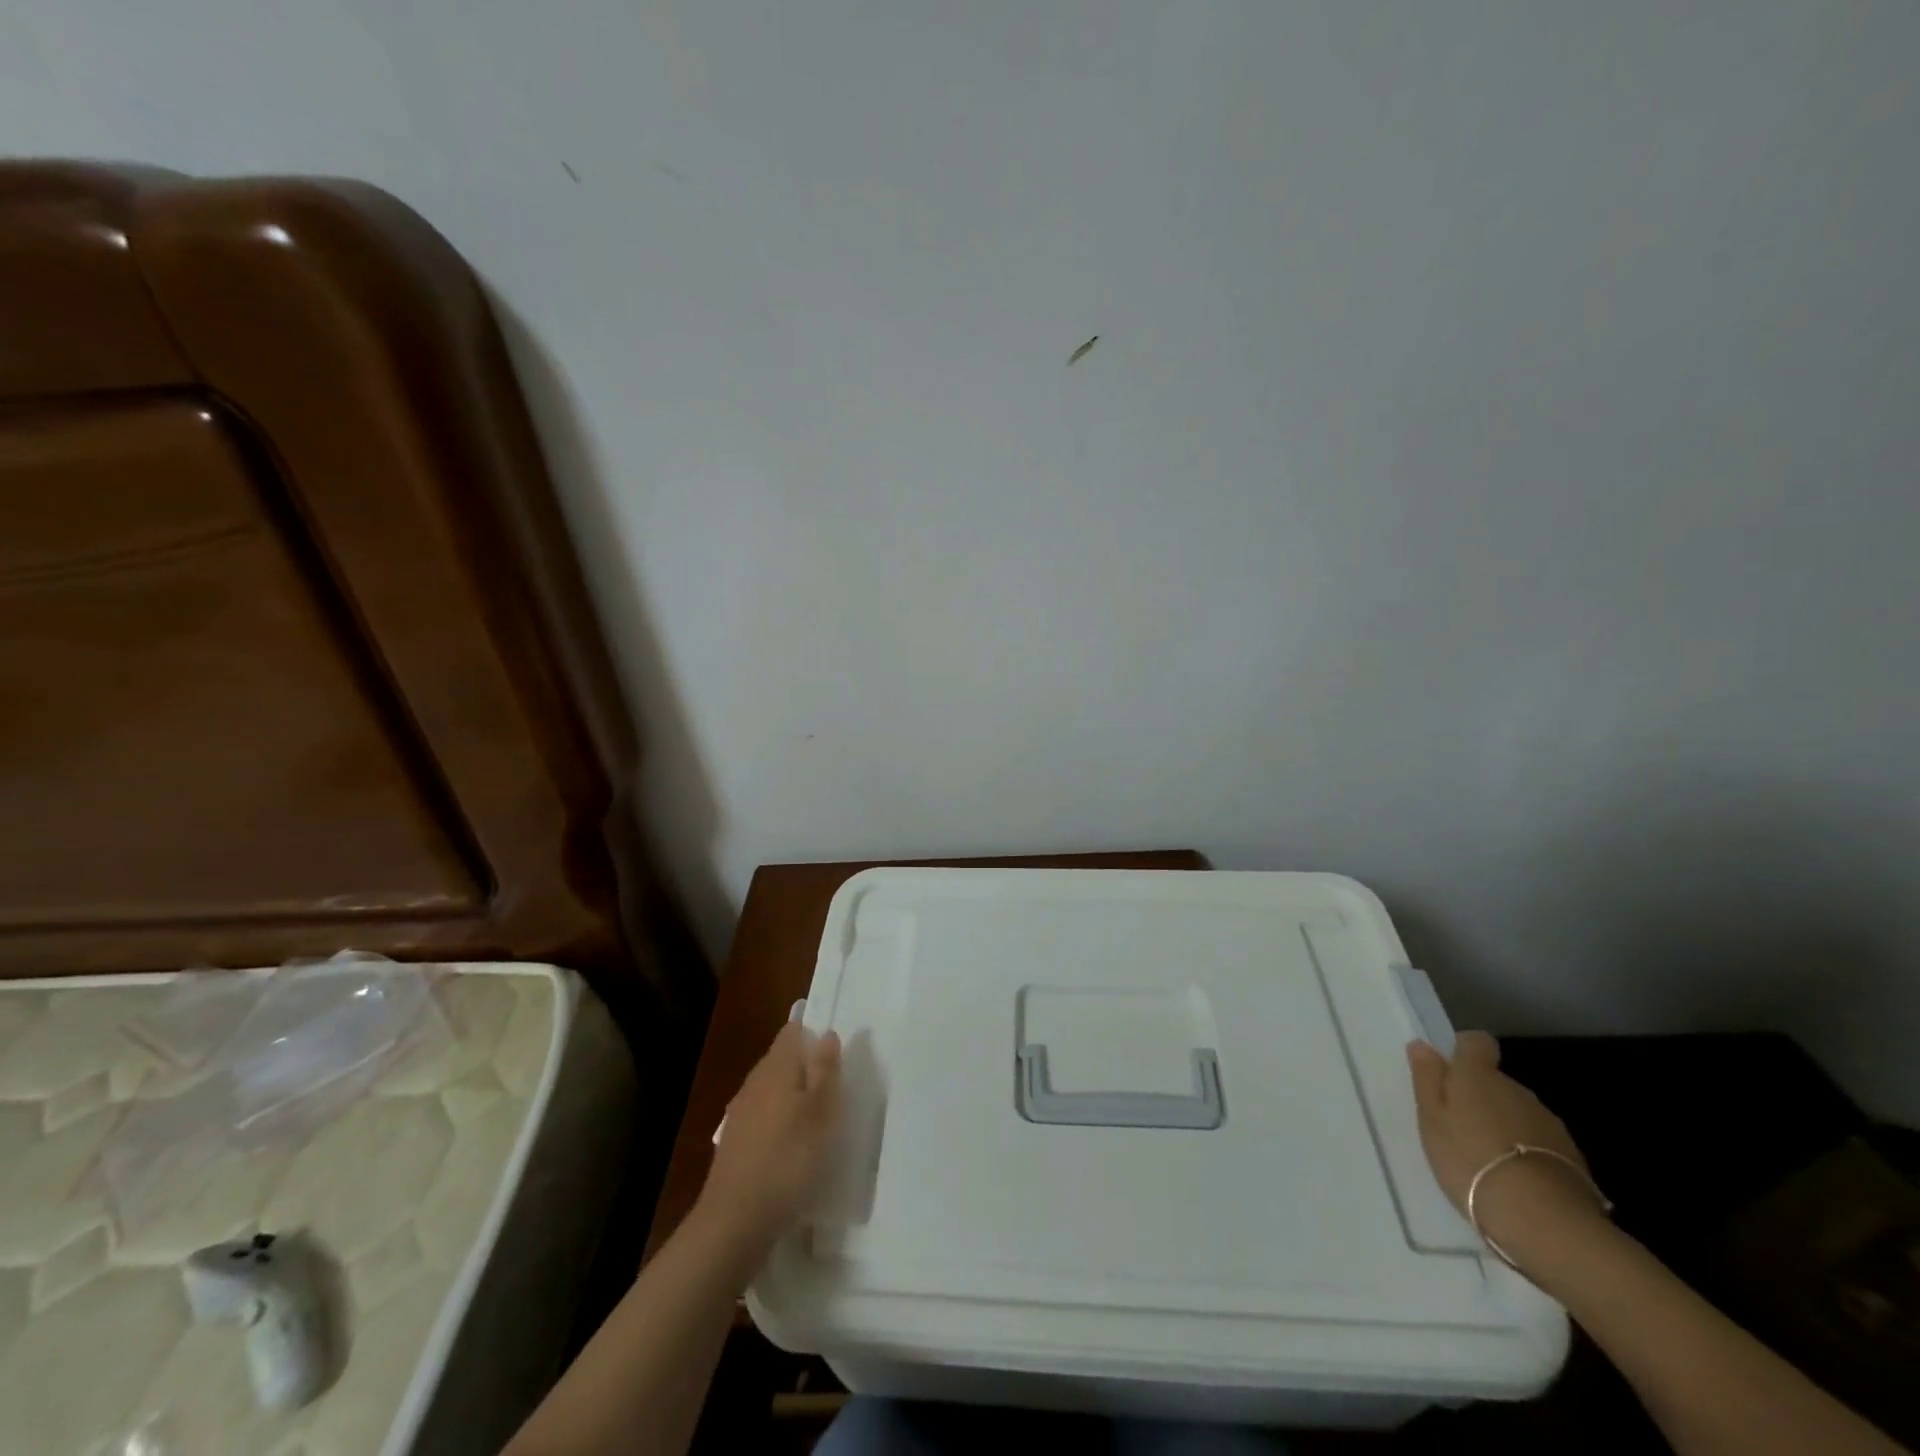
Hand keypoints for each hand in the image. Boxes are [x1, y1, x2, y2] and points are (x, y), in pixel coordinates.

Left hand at [695, 1023, 841, 1257]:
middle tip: (834, 1083)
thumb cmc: (788, 1159)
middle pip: (781, 1060)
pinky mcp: (734, 1143)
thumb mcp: (821, 1111)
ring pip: (771, 1089)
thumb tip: (827, 1033)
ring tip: (818, 1114)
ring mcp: (740, 1113)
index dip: (813, 1033)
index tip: (835, 1049)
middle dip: (805, 1065)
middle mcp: (754, 1082)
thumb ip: (825, 1069)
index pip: (792, 1033)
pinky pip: (762, 1116)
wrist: (735, 1220)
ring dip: (792, 1094)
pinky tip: (791, 1142)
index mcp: (776, 1068)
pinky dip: (779, 1120)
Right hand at [1407, 1031, 1607, 1266]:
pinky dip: (1526, 1151)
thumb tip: (1422, 1045)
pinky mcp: (1572, 1157)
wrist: (1543, 1219)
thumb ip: (1427, 1079)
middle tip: (1460, 1128)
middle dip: (1481, 1097)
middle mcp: (1516, 1089)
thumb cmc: (1470, 1159)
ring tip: (1488, 1159)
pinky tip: (1516, 1179)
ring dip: (1504, 1125)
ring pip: (1518, 1112)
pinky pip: (1540, 1142)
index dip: (1464, 1051)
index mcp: (1478, 1075)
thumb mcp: (1431, 1119)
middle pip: (1496, 1081)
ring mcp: (1548, 1122)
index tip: (1451, 1072)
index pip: (1476, 1042)